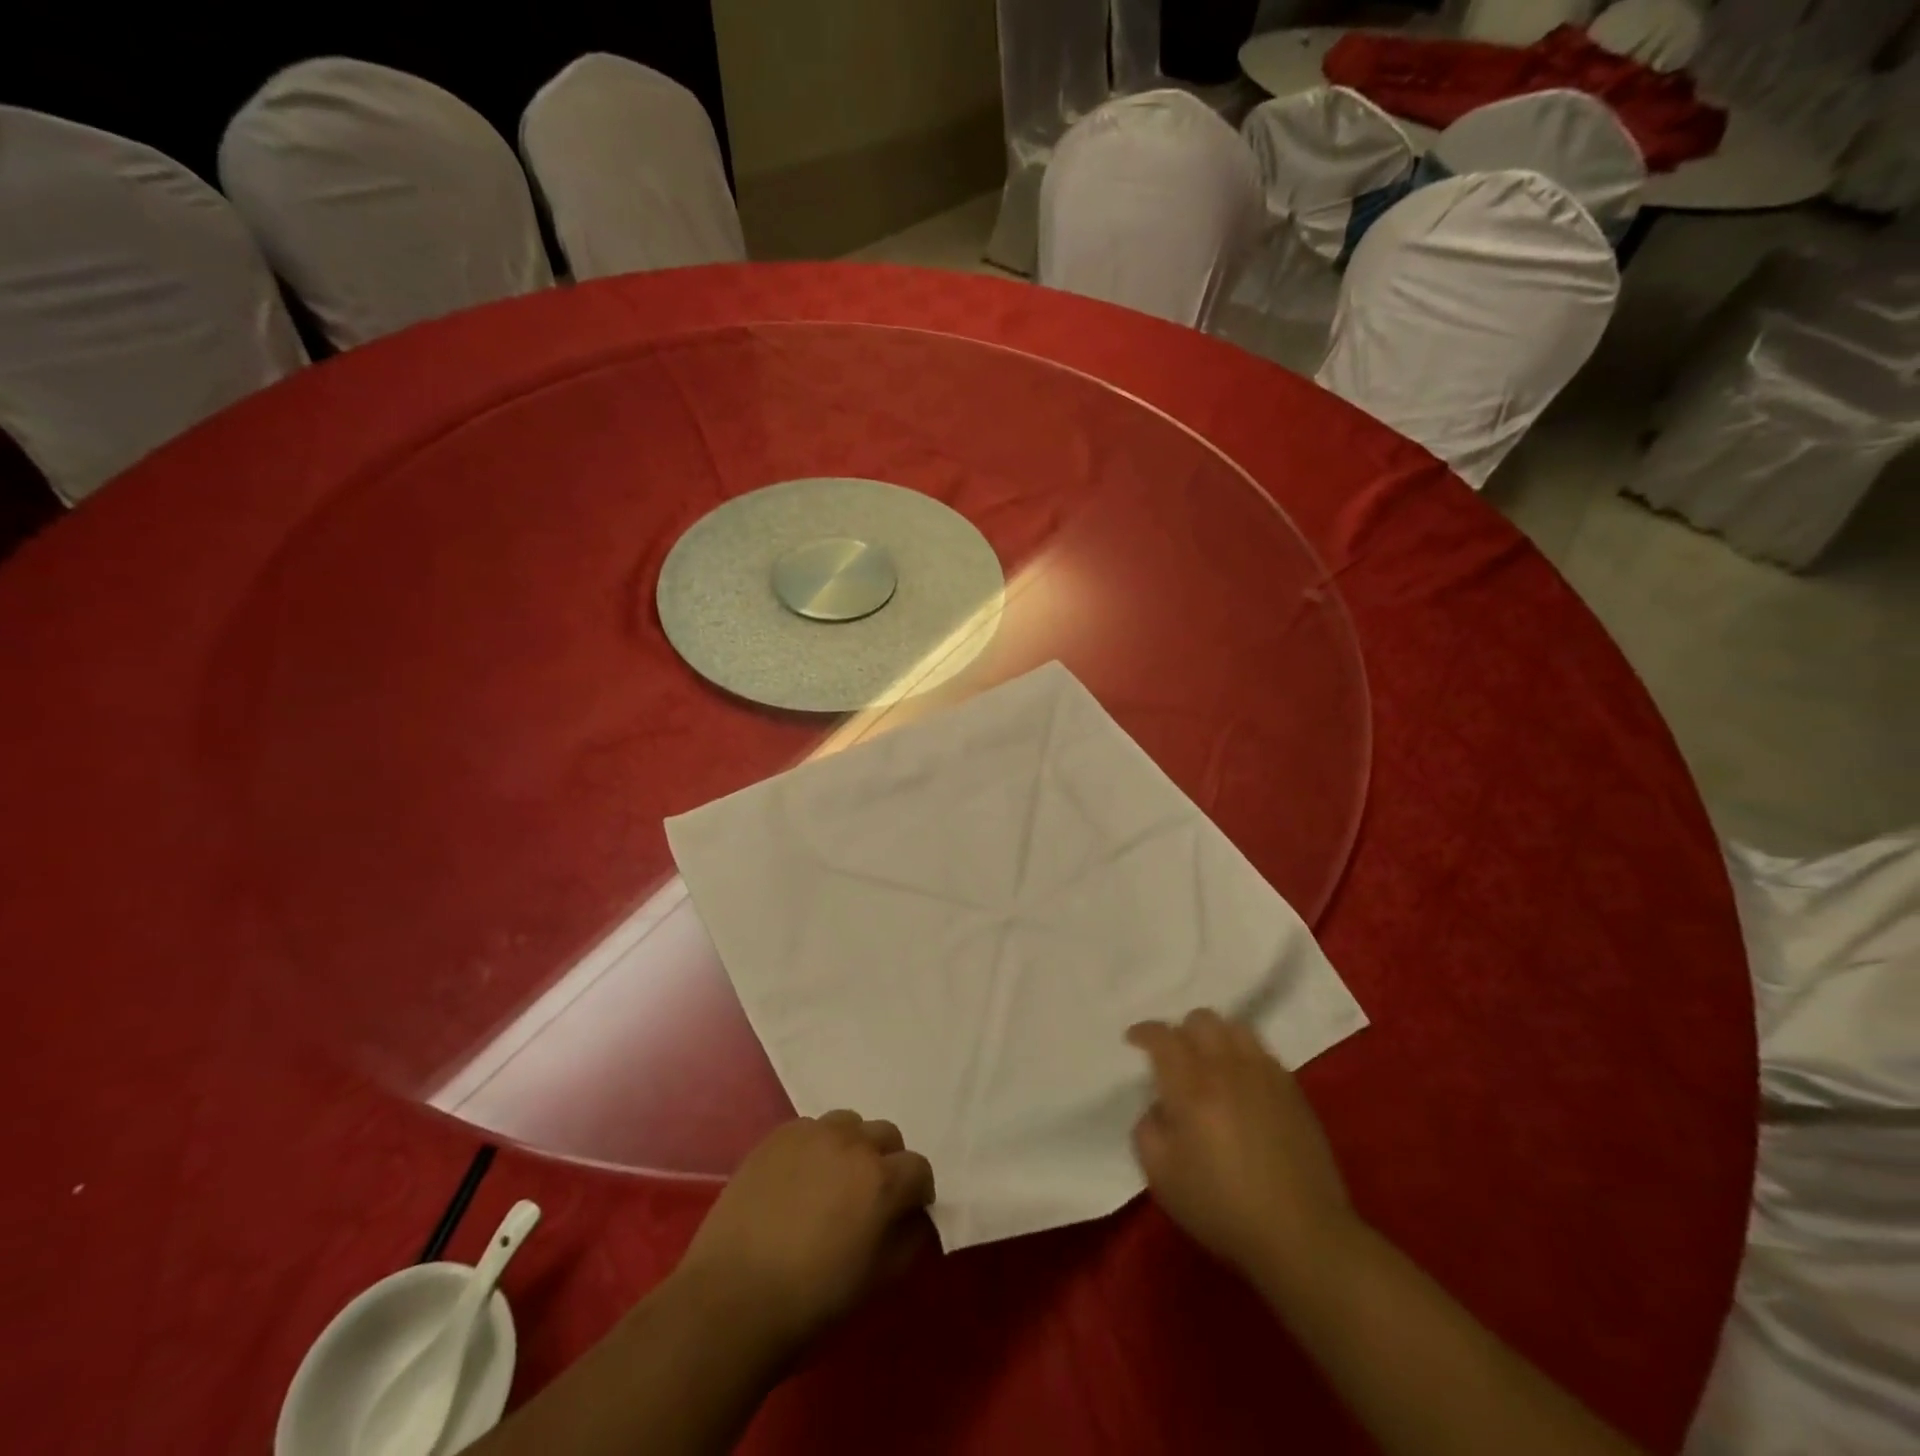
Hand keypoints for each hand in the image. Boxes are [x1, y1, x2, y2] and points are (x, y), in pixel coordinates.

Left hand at [673, 1112, 935, 1357]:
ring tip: (831, 1184)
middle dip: (886, 1162)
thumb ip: (909, 1240)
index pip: (919, 1168)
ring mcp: (812, 1133)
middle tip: (867, 1198)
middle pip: (886, 1135)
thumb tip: (916, 1217)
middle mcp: (852, 1143)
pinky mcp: (777, 1136)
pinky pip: (810, 1129)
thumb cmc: (812, 1301)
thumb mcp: (878, 1283)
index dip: (916, 1193)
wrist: (731, 1299)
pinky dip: (814, 1148)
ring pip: (848, 1125)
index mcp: (883, 1180)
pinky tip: (797, 1182)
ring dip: (851, 1148)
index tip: (905, 1215)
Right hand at [1128, 1010, 1354, 1280]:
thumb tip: (1158, 1108)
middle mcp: (1226, 1068)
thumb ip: (1147, 1131)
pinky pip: (1261, 1051)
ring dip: (1214, 1036)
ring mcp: (1264, 1075)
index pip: (1163, 1036)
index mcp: (1190, 1087)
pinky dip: (1243, 1054)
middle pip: (1201, 1020)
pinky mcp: (1292, 1090)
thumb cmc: (1223, 1208)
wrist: (1301, 1234)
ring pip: (1234, 1027)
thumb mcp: (1162, 1178)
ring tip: (1209, 1061)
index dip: (1144, 1031)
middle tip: (1174, 1057)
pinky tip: (1242, 1081)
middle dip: (1180, 1030)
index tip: (1133, 1040)